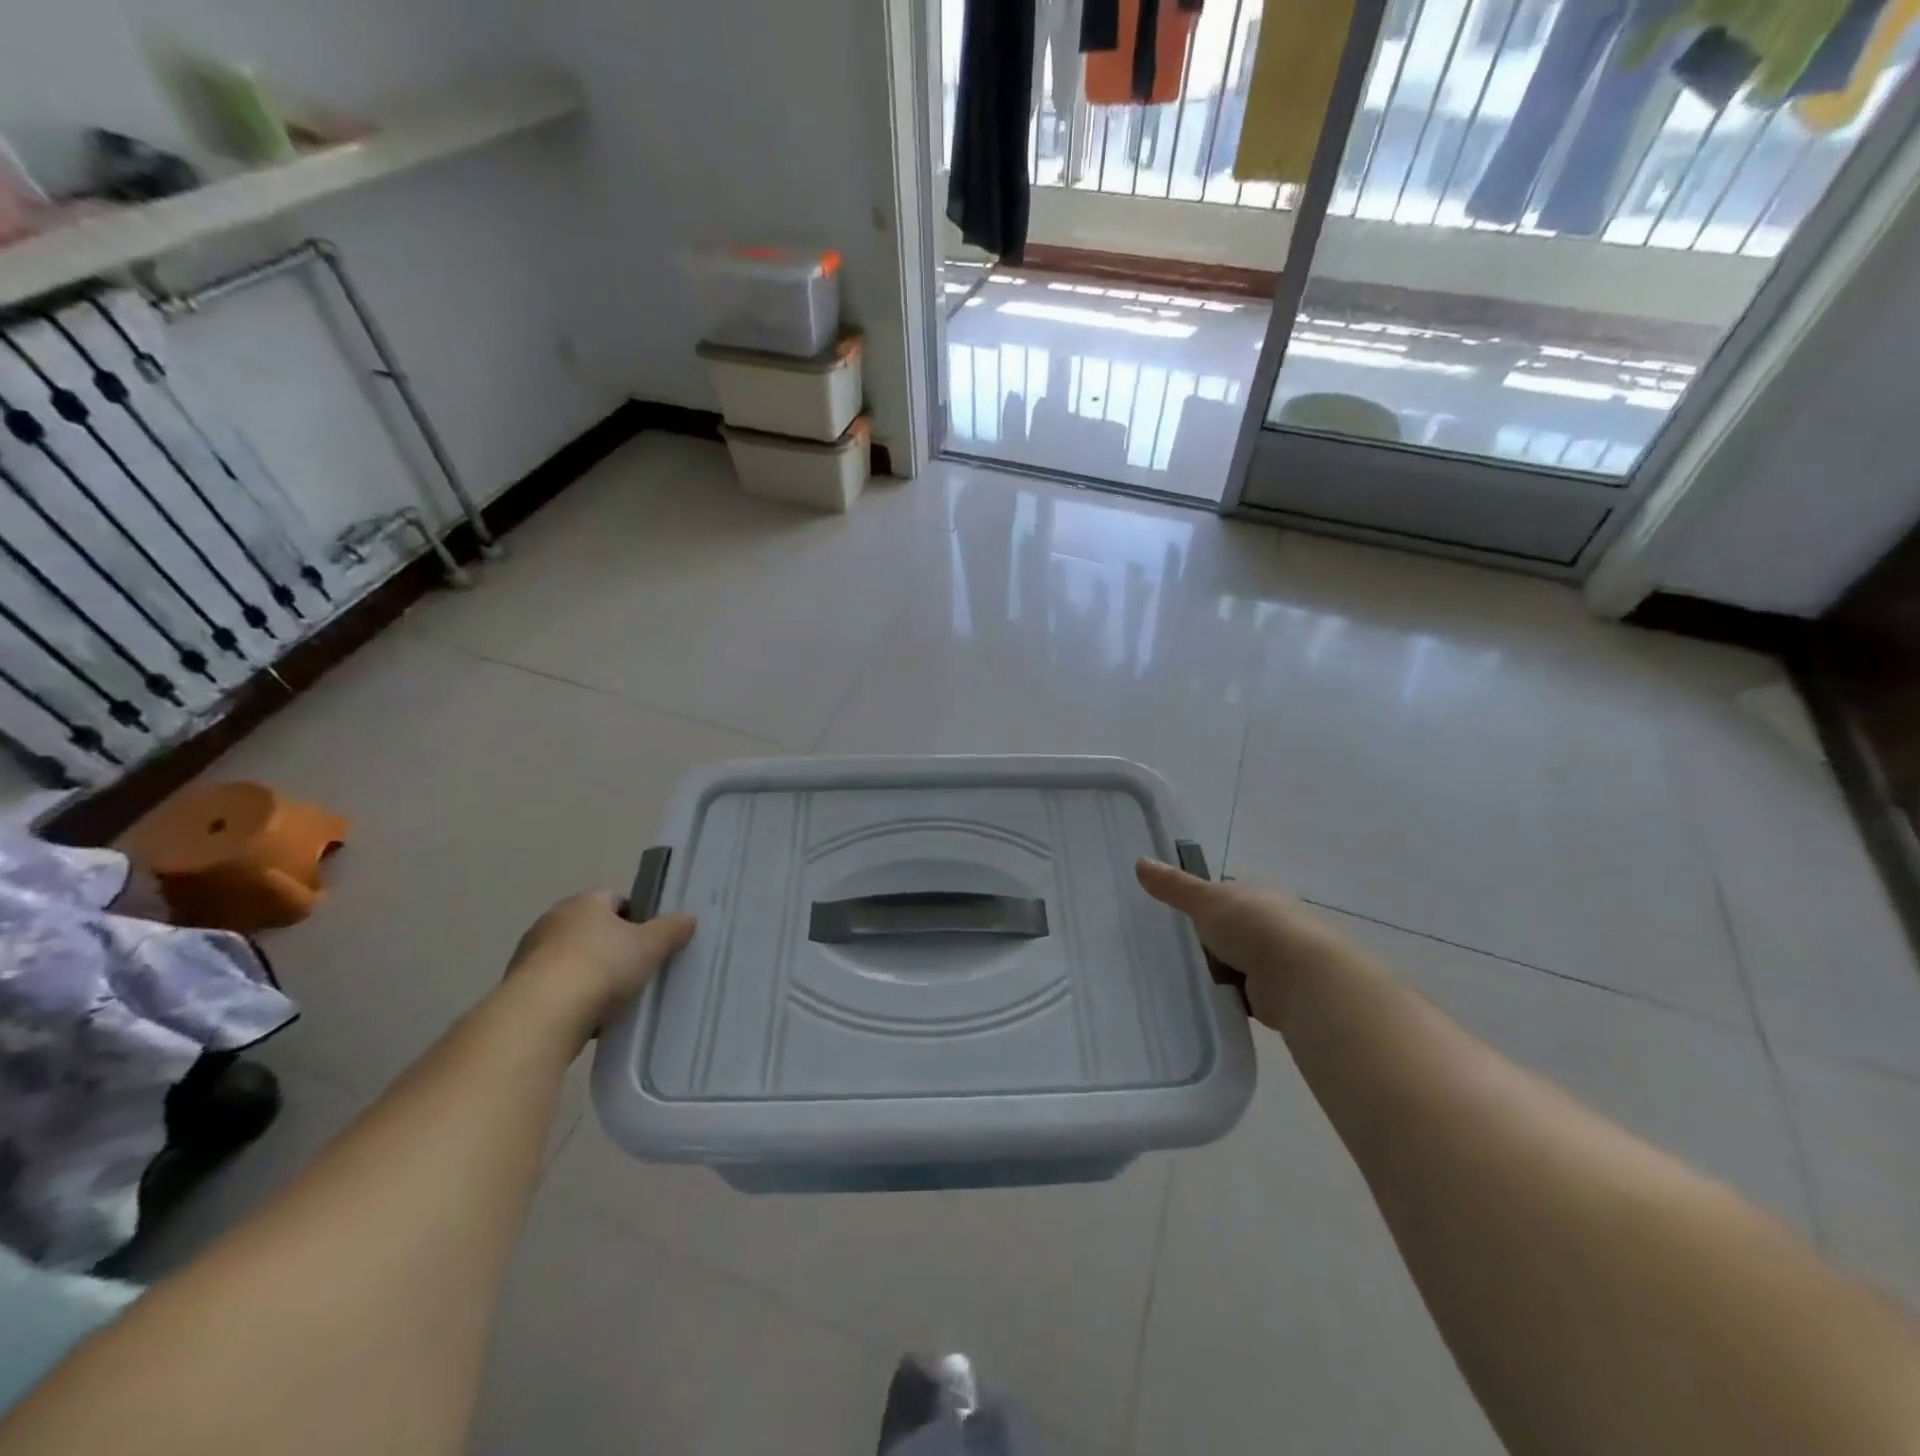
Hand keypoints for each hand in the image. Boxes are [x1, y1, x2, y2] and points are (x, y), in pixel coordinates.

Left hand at [508, 891, 695, 1031]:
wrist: (542, 1015)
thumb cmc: (602, 966)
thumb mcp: (651, 946)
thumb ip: (672, 930)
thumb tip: (688, 919)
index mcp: (585, 901)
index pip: (615, 899)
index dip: (636, 917)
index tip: (650, 942)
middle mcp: (553, 920)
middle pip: (592, 929)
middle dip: (612, 947)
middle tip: (637, 969)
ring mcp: (530, 955)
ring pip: (572, 960)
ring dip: (589, 976)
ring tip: (614, 1001)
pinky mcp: (518, 990)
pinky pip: (555, 989)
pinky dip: (571, 1000)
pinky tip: (589, 1020)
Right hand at [1135, 860, 1365, 1031]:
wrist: (1299, 977)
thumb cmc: (1253, 926)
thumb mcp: (1205, 900)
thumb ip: (1174, 886)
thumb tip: (1140, 862)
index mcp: (1260, 893)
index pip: (1229, 894)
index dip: (1206, 902)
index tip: (1180, 914)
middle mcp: (1274, 922)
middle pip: (1234, 928)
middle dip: (1212, 938)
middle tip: (1175, 947)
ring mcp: (1279, 959)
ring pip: (1240, 961)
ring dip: (1221, 969)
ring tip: (1184, 975)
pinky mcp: (1279, 993)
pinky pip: (1245, 992)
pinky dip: (1230, 996)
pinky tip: (1207, 999)